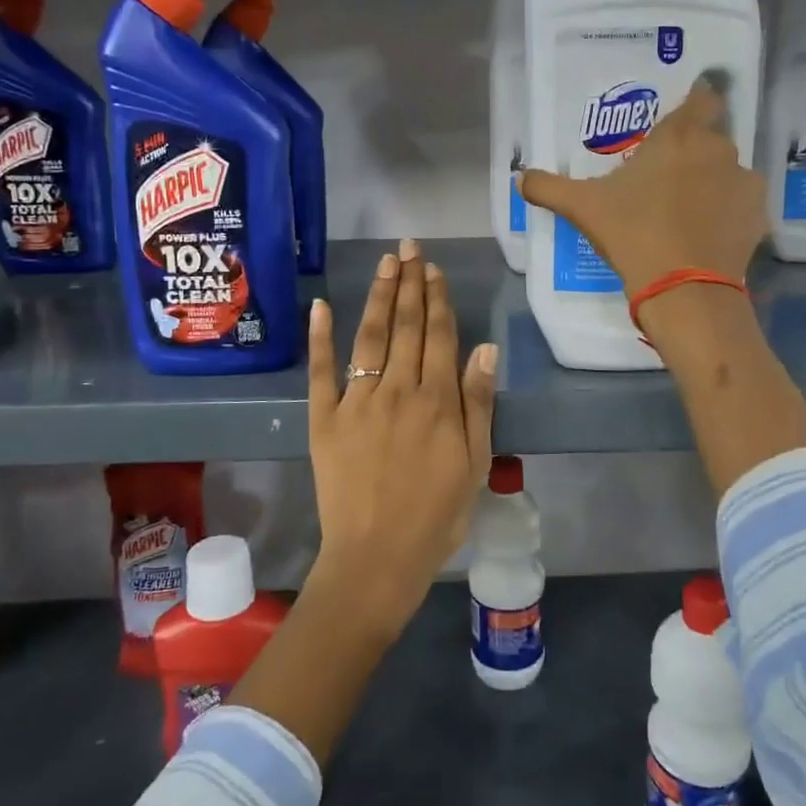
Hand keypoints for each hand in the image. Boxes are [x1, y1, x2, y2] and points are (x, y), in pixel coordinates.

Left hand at [305, 238, 498, 645]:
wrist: (377, 557)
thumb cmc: (437, 515)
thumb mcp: (474, 463)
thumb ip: (477, 403)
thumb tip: (484, 348)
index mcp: (437, 401)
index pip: (440, 336)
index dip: (437, 299)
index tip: (433, 270)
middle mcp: (398, 390)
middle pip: (407, 326)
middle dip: (409, 284)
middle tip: (408, 248)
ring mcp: (357, 401)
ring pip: (370, 337)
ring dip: (379, 296)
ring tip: (385, 263)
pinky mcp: (324, 419)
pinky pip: (321, 371)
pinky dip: (320, 336)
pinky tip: (322, 305)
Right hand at [519, 80, 764, 293]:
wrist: (683, 288)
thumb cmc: (632, 232)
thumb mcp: (582, 208)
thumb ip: (549, 187)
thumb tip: (520, 178)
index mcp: (679, 136)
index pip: (701, 98)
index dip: (696, 101)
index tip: (682, 117)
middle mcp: (717, 149)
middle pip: (711, 137)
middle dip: (693, 151)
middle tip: (666, 176)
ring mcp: (743, 182)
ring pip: (727, 171)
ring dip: (711, 182)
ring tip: (686, 211)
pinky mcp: (757, 216)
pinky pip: (741, 203)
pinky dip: (727, 212)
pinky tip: (706, 233)